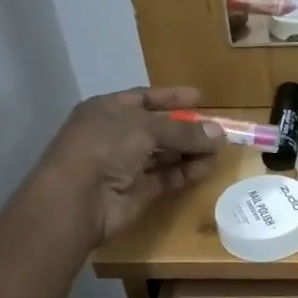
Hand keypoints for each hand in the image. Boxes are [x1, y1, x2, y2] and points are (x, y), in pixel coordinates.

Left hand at [37, 87, 223, 243]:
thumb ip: (184, 131)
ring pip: (165, 154)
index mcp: (108, 110)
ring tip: (218, 152)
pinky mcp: (137, 191)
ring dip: (191, 152)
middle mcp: (116, 135)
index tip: (201, 98)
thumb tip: (219, 134)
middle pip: (159, 128)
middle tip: (218, 131)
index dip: (172, 98)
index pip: (144, 98)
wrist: (77, 200)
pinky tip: (205, 169)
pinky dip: (186, 173)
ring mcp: (126, 164)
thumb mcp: (146, 128)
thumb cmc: (105, 147)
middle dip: (188, 129)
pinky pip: (167, 177)